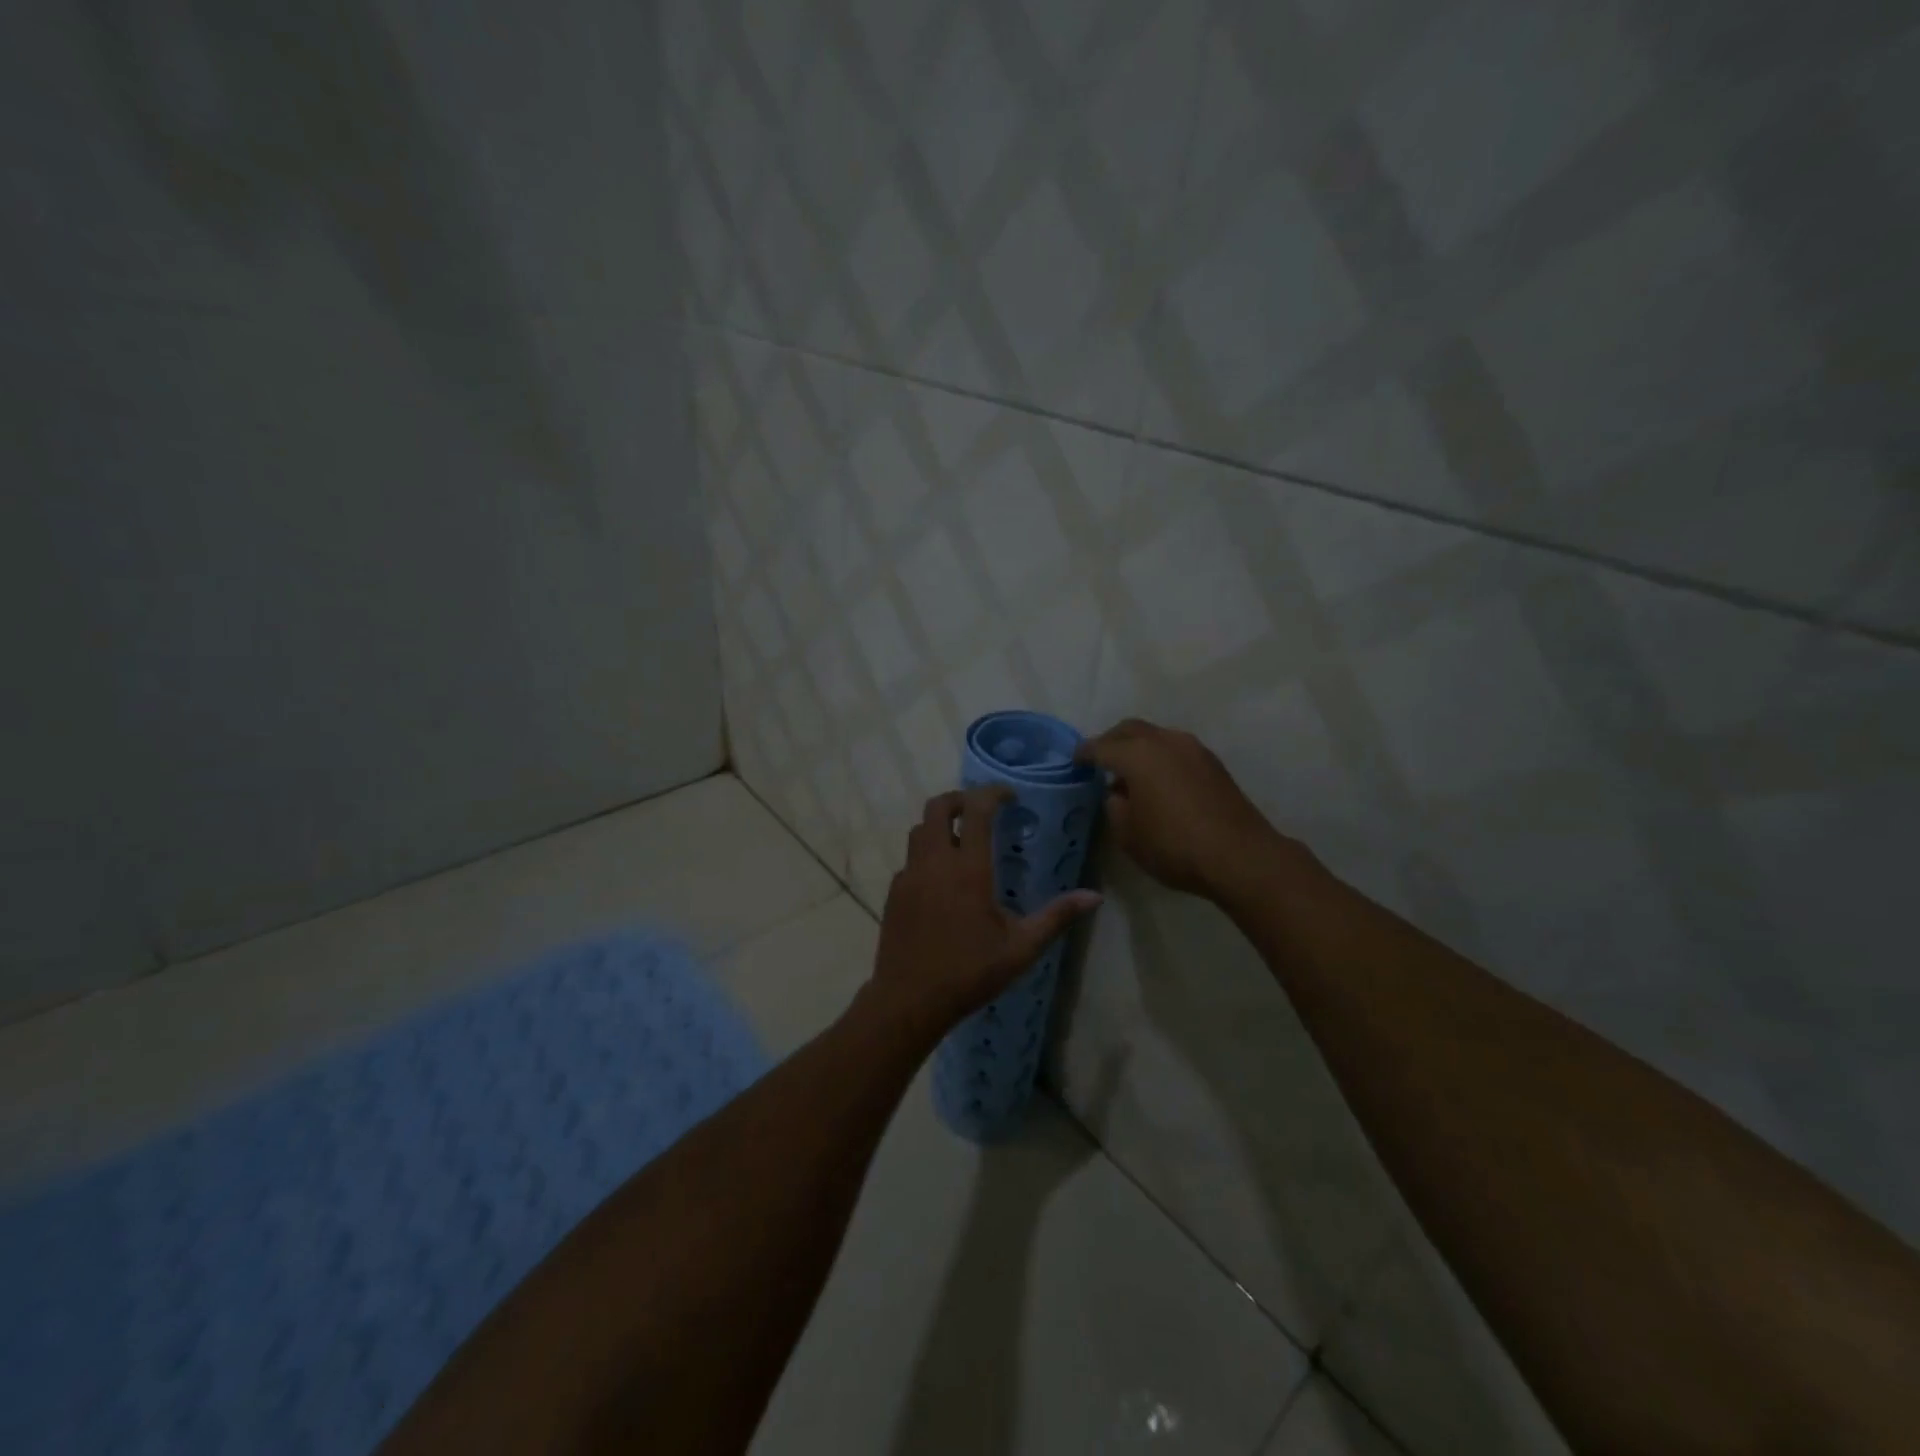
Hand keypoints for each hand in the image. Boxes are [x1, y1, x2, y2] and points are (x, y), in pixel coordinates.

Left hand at [869, 787, 1101, 1038]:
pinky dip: (927, 854)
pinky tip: (941, 880)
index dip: (993, 793)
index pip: (977, 810)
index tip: (1010, 796)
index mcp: (968, 869)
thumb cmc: (969, 973)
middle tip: (982, 809)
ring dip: (940, 824)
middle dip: (960, 799)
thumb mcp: (1021, 948)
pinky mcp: (894, 892)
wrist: (909, 1000)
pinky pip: (910, 859)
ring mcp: (909, 875)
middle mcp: (934, 862)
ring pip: (919, 830)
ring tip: (962, 839)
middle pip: (937, 807)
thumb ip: (1057, 917)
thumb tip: (1095, 897)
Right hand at [1075, 719, 1294, 898]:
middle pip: (1130, 729)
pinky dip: (1160, 757)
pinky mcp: (1213, 763)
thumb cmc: (1174, 846)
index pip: (1101, 746)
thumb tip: (1119, 793)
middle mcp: (1164, 741)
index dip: (1084, 754)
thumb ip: (1115, 807)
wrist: (1240, 856)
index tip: (1074, 761)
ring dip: (1138, 747)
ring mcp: (1193, 749)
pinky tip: (1158, 781)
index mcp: (1137, 754)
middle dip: (1111, 741)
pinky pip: (1175, 749)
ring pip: (1156, 736)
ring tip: (1130, 772)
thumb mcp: (1128, 835)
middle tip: (1100, 759)